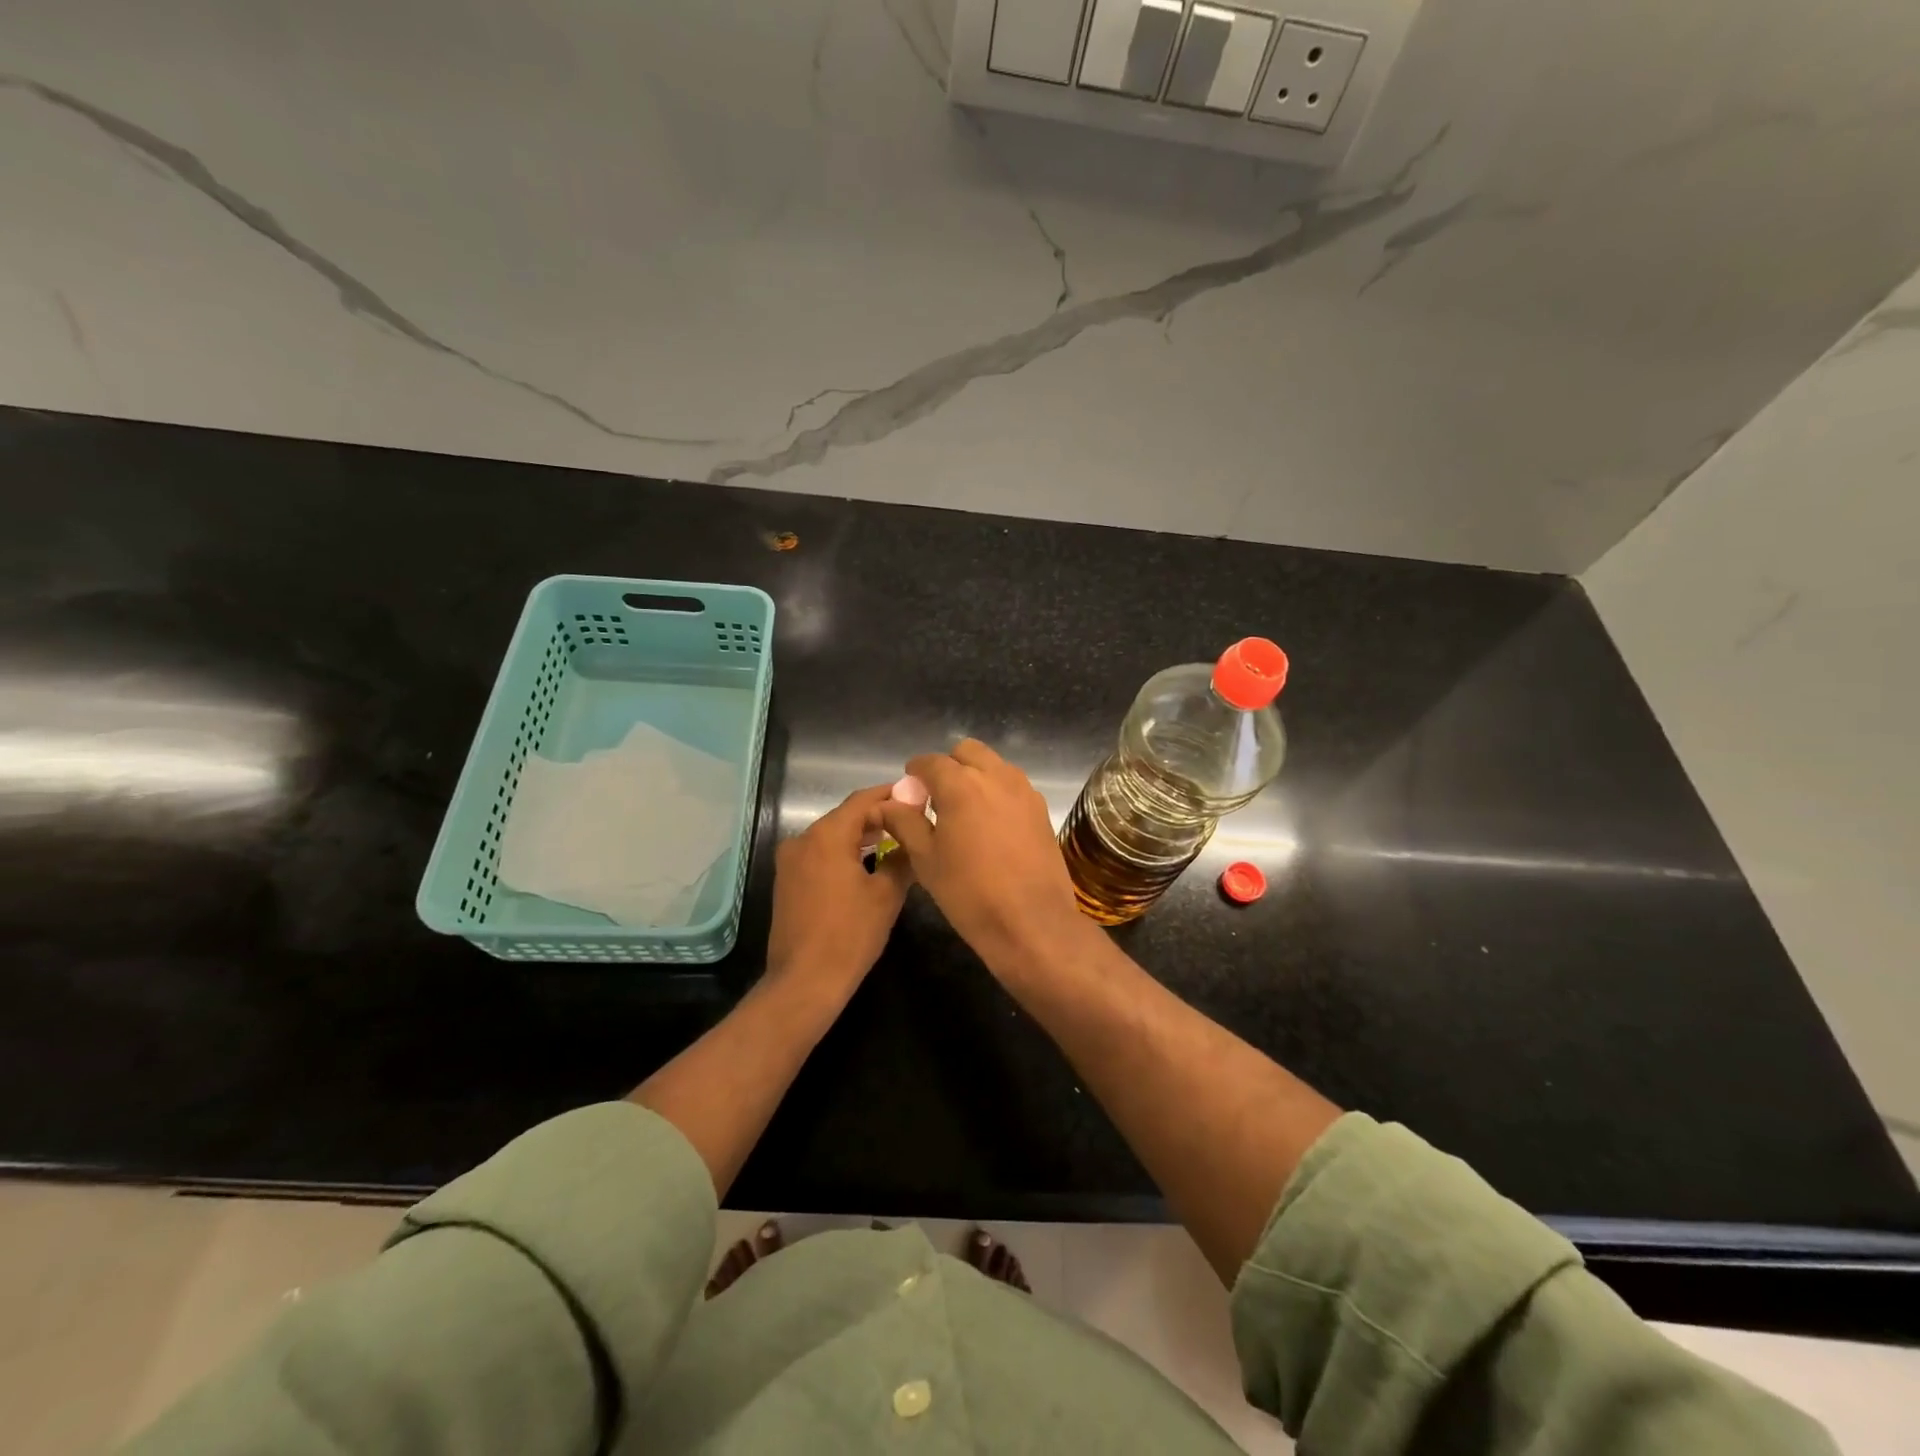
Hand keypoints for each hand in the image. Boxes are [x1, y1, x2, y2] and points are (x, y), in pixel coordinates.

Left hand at [766, 784, 912, 1001]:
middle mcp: (803, 840)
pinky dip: (843, 853)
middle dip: (877, 817)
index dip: (890, 795)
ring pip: (831, 836)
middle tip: (910, 821)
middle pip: (845, 816)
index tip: (915, 796)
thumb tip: (913, 839)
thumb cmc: (850, 934)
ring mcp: (790, 861)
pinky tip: (866, 865)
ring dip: (860, 836)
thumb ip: (901, 858)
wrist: (804, 981)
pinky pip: (819, 854)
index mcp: (827, 835)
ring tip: (894, 843)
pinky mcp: (786, 881)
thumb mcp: (886, 895)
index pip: (862, 800)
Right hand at [878, 740, 1094, 976]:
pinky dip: (997, 794)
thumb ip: (904, 822)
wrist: (1031, 922)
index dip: (915, 773)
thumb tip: (886, 804)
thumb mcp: (926, 858)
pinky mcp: (1041, 810)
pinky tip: (990, 827)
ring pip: (994, 766)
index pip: (930, 762)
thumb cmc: (969, 892)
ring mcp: (1024, 791)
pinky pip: (1013, 787)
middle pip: (967, 752)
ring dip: (976, 777)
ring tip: (964, 813)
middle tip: (937, 799)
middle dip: (949, 767)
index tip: (909, 792)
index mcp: (961, 784)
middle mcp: (995, 776)